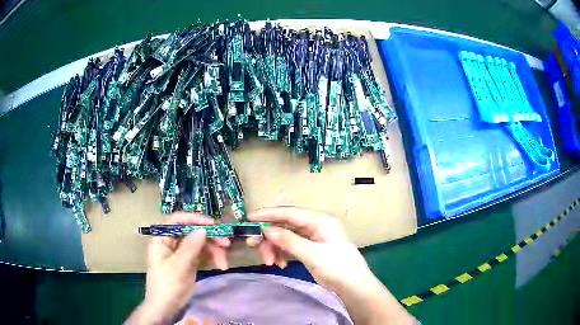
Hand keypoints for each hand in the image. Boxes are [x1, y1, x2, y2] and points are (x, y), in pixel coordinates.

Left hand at [126, 213, 229, 324]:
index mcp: (162, 240)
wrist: (166, 308)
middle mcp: (171, 243)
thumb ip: (190, 247)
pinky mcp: (189, 263)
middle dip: (209, 238)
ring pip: (200, 244)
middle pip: (192, 232)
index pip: (176, 221)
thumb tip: (203, 229)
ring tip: (224, 264)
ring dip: (214, 251)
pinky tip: (221, 266)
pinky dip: (212, 258)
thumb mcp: (178, 266)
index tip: (212, 224)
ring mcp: (181, 253)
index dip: (194, 219)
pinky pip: (203, 255)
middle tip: (226, 244)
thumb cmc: (167, 286)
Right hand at [248, 207, 374, 291]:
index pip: (289, 213)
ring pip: (286, 237)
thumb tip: (267, 230)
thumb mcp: (312, 254)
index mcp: (319, 221)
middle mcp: (315, 226)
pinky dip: (282, 254)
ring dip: (275, 247)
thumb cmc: (337, 267)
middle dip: (269, 236)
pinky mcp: (310, 249)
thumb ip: (289, 241)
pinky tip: (279, 264)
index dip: (268, 214)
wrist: (353, 286)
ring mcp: (313, 238)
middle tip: (254, 246)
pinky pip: (291, 247)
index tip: (249, 218)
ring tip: (270, 262)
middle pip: (285, 225)